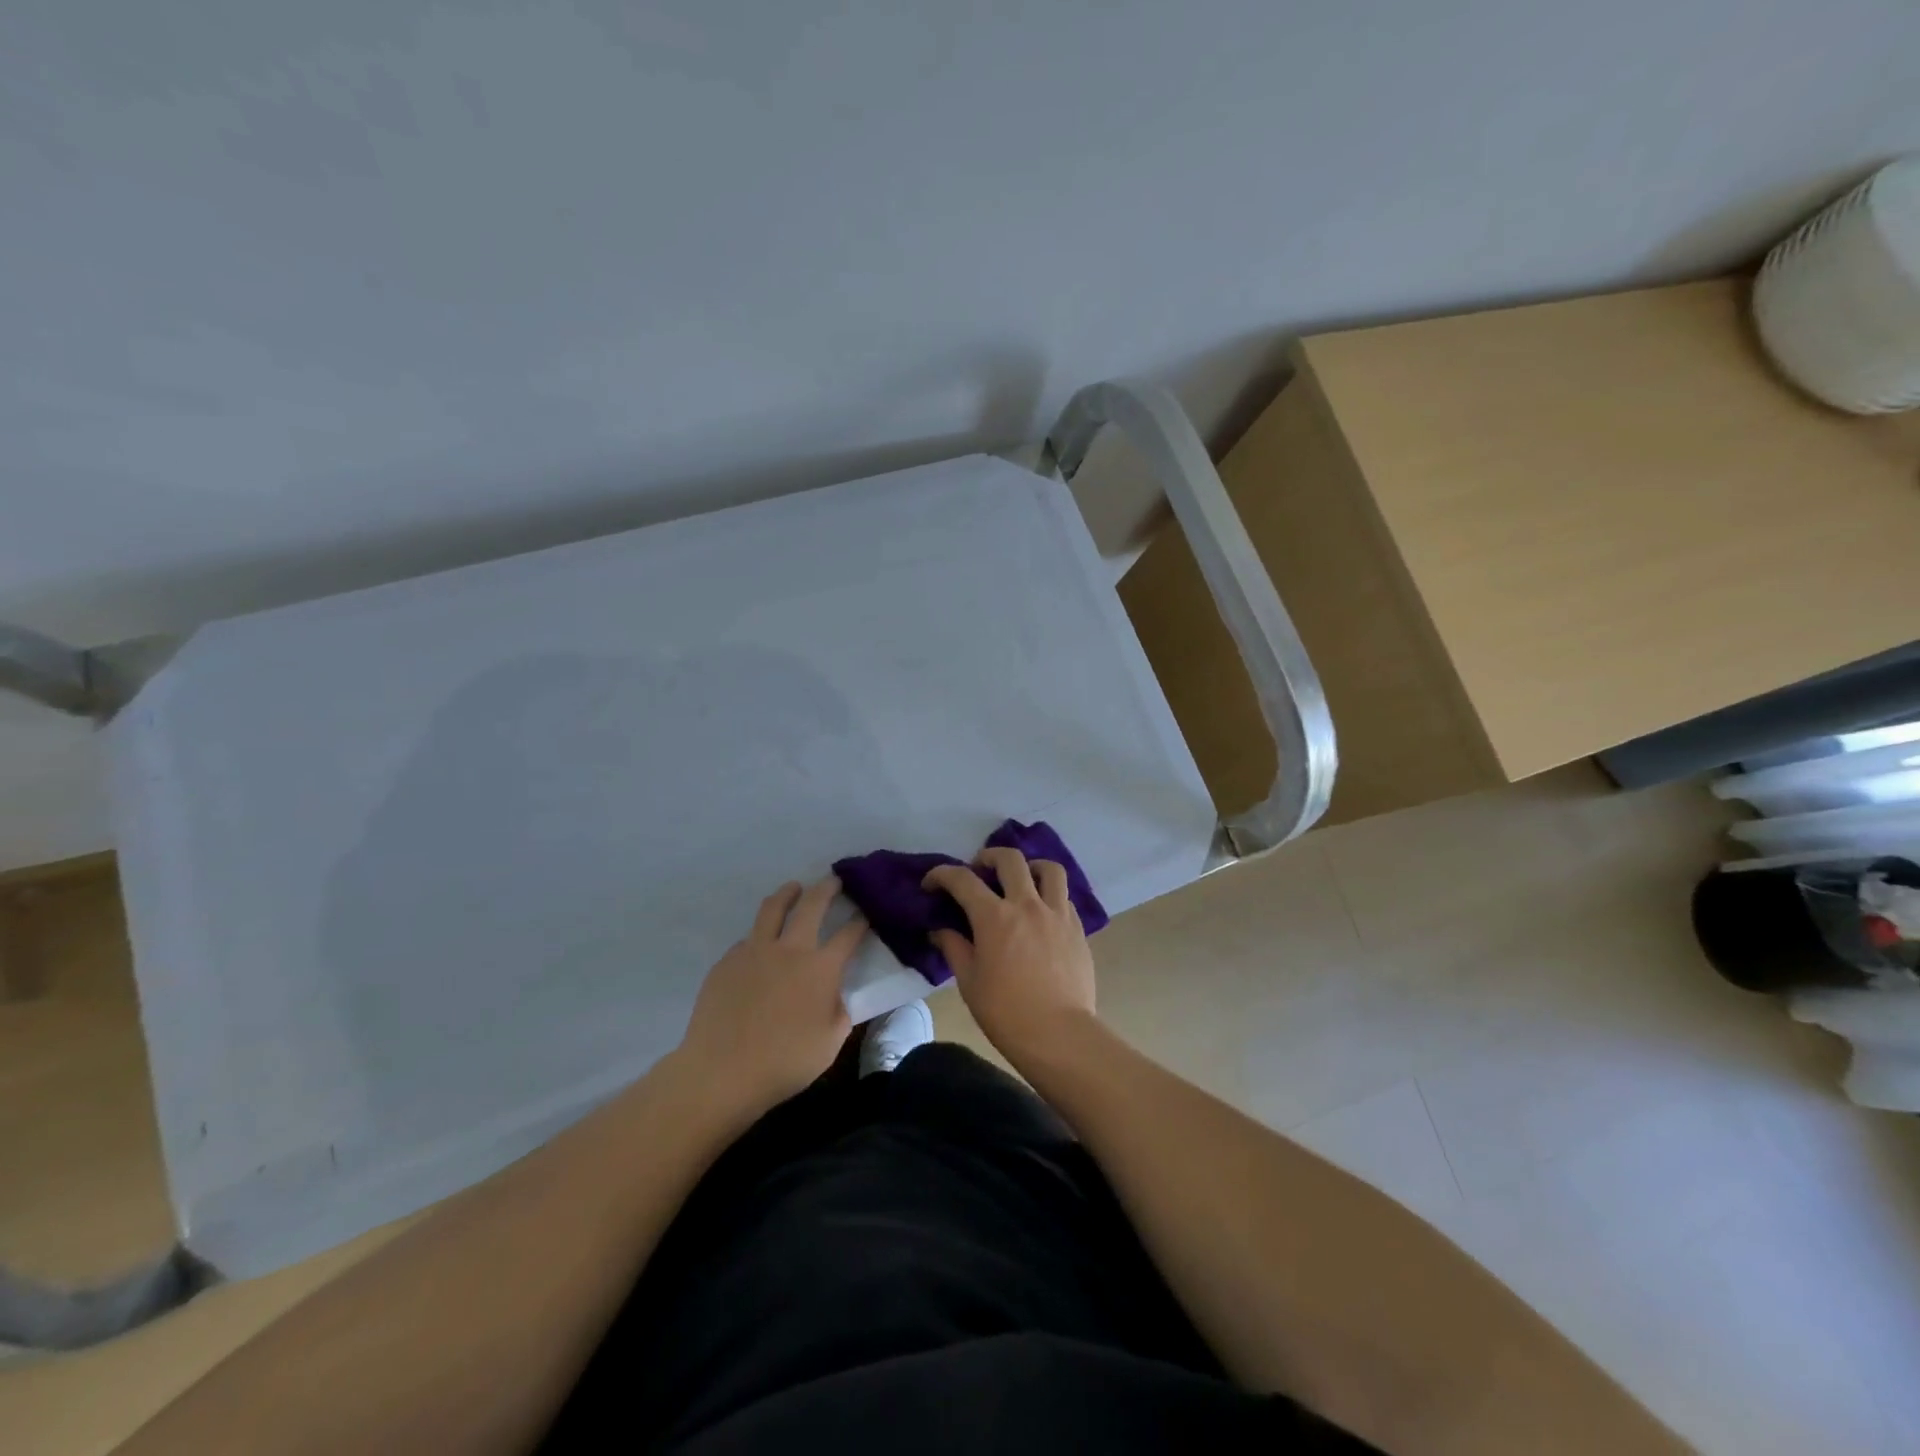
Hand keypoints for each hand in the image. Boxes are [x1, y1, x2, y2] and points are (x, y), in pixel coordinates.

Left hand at [672, 878, 865, 1121]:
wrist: (722, 1072)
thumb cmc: (784, 1062)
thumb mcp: (830, 1043)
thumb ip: (839, 1012)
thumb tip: (835, 996)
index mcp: (821, 968)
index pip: (848, 935)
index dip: (861, 923)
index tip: (866, 915)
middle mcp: (790, 949)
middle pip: (811, 904)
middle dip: (826, 888)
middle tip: (833, 880)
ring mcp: (754, 951)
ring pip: (773, 908)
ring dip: (788, 894)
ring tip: (794, 888)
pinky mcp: (727, 961)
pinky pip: (748, 939)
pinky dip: (760, 935)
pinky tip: (761, 946)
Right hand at [923, 847, 1097, 1062]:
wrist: (1059, 1034)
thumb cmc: (1006, 1012)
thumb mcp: (969, 982)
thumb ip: (953, 948)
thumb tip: (939, 929)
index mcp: (994, 917)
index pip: (962, 879)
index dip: (942, 875)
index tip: (931, 884)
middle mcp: (1027, 904)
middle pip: (1010, 859)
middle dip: (988, 857)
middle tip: (979, 870)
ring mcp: (1057, 913)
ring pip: (1048, 869)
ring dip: (1030, 867)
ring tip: (1021, 880)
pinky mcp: (1077, 928)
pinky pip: (1063, 896)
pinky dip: (1049, 895)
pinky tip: (1041, 913)